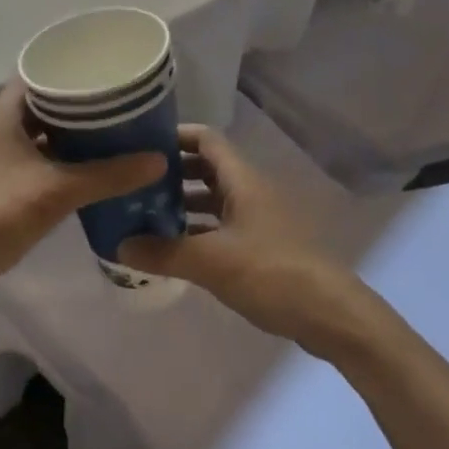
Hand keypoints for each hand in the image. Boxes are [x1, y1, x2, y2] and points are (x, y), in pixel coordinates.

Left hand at [0, 82, 164, 314]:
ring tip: (115, 130)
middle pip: (44, 103)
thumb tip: (158, 159)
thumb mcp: (57, 191)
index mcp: (3, 116)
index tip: (106, 68)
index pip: (39, 74)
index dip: (70, 67)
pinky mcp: (3, 185)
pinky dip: (64, 159)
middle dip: (80, 102)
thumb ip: (108, 175)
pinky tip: (94, 167)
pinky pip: (40, 159)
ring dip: (73, 133)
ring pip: (43, 133)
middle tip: (121, 100)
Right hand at [117, 124, 375, 357]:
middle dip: (172, 172)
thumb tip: (119, 244)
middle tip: (135, 184)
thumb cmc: (271, 272)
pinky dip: (198, 230)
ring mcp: (257, 217)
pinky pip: (221, 225)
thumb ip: (164, 252)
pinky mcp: (261, 245)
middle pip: (206, 167)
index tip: (141, 145)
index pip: (205, 138)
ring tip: (145, 215)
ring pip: (213, 198)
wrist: (329, 313)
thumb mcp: (211, 262)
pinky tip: (175, 248)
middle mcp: (249, 190)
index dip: (175, 135)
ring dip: (183, 203)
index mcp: (241, 179)